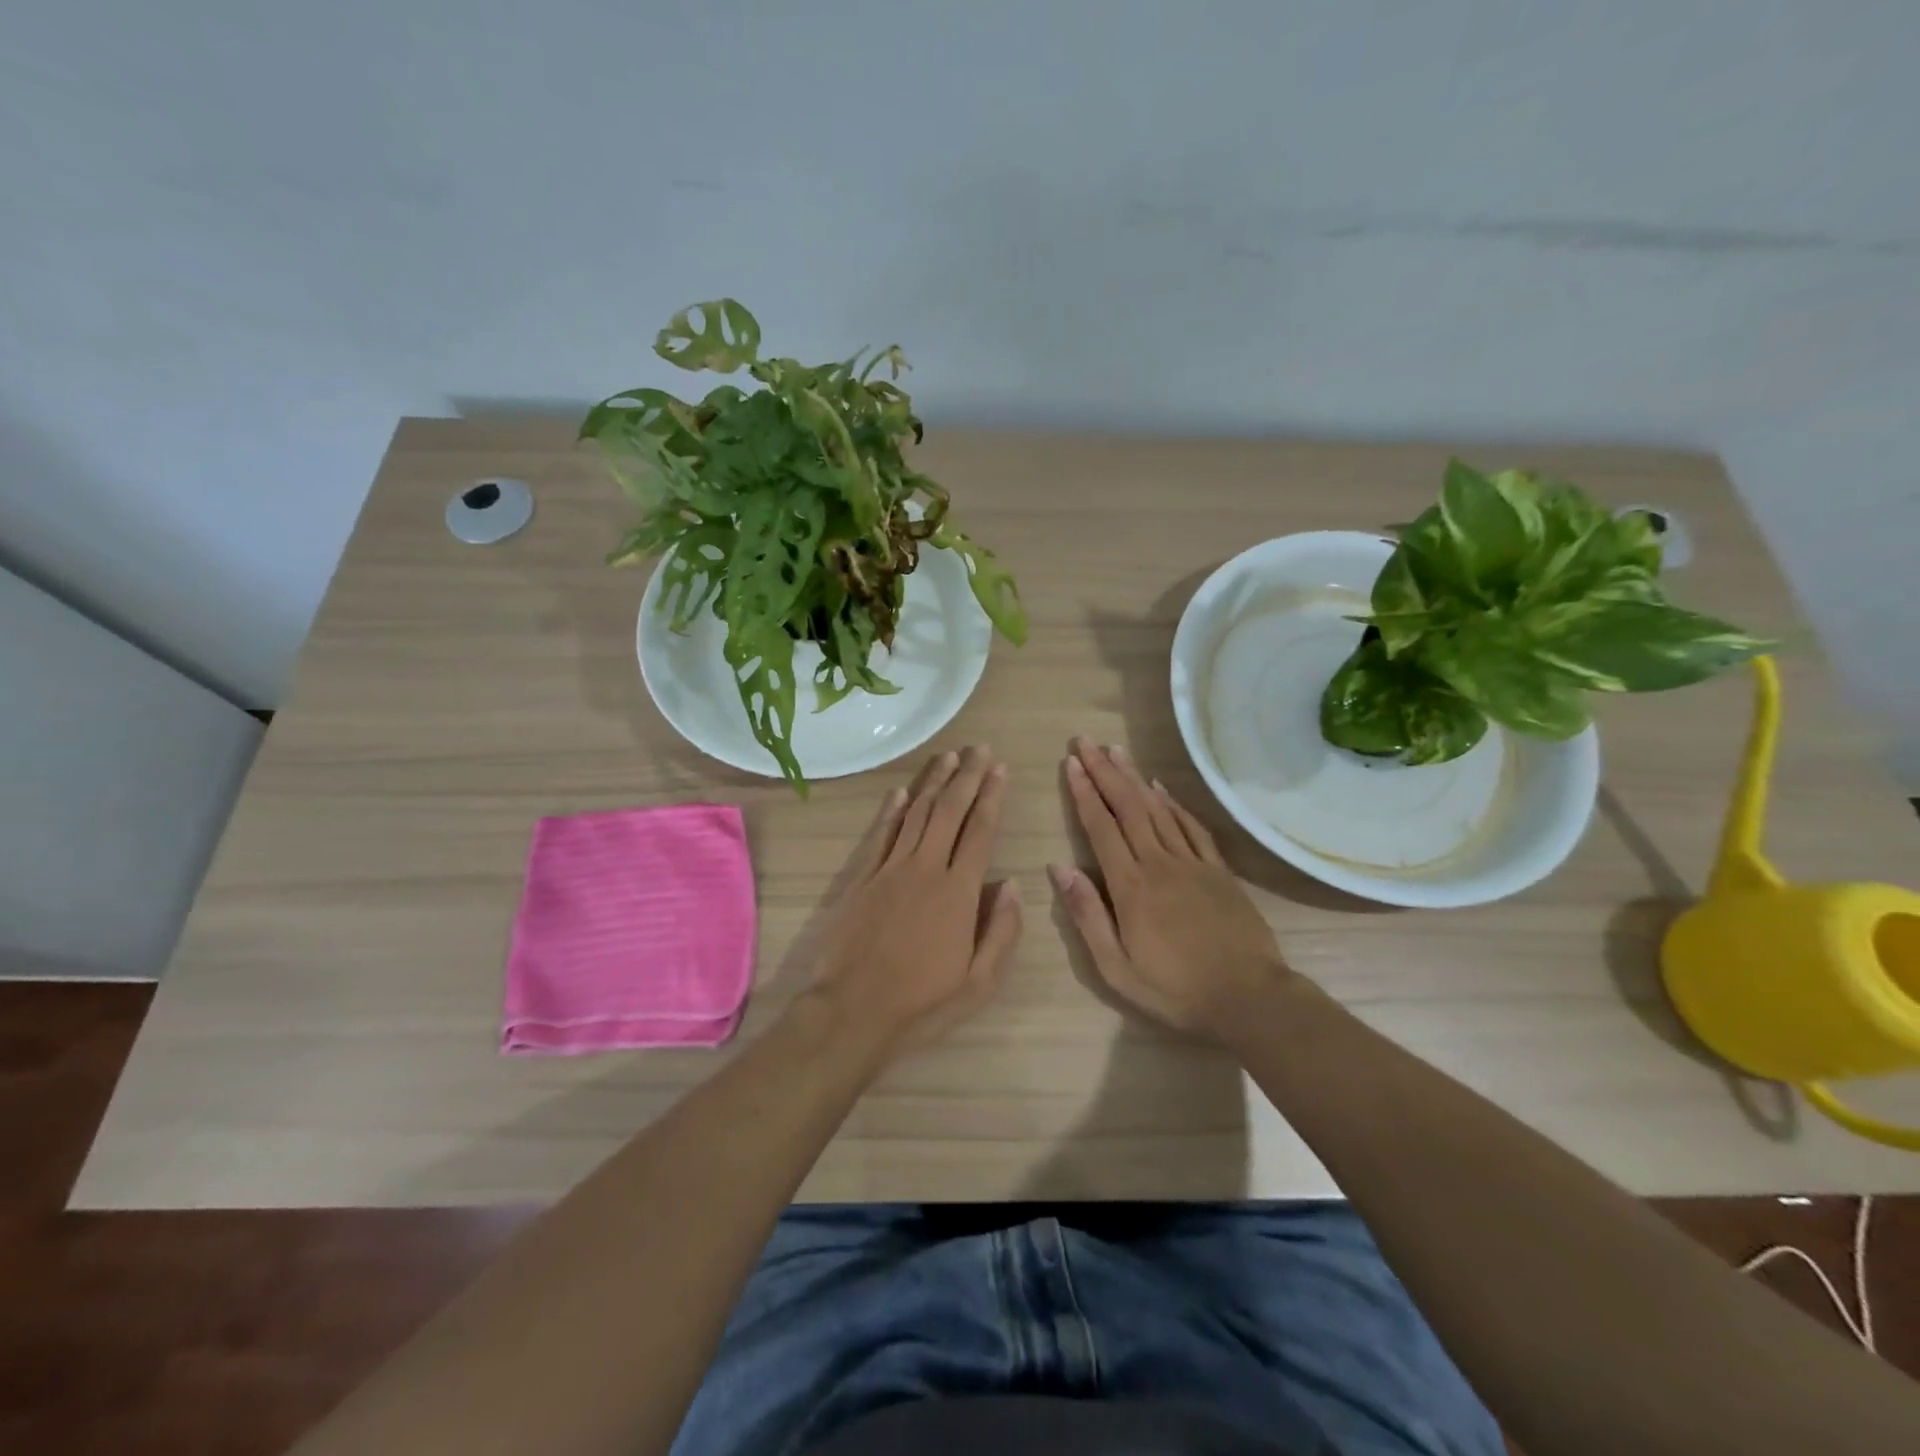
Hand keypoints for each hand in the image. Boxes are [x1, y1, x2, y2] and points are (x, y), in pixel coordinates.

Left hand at [803, 746, 1022, 1065]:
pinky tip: (901, 791)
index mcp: (959, 892)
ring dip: (933, 783)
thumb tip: (1012, 884)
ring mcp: (889, 870)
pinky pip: (881, 834)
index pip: (980, 832)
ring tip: (949, 757)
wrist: (851, 1012)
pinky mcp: (862, 878)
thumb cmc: (922, 1004)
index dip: (992, 797)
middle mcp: (925, 869)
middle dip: (967, 777)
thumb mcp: (979, 983)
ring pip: (916, 814)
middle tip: (979, 749)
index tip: (1001, 769)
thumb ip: (1001, 931)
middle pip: (949, 811)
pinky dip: (892, 810)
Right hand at [1050, 738, 1295, 1040]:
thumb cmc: (1175, 990)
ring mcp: (1192, 863)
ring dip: (1134, 778)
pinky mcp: (1218, 870)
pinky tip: (1160, 788)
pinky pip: (1191, 826)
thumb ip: (1087, 916)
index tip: (1070, 763)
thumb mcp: (1116, 968)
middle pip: (1127, 808)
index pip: (1101, 828)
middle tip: (1086, 742)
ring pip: (1157, 809)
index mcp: (1131, 887)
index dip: (1084, 793)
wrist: (1249, 998)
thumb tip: (1060, 868)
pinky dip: (1173, 803)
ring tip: (1115, 751)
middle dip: (1104, 772)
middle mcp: (1159, 864)